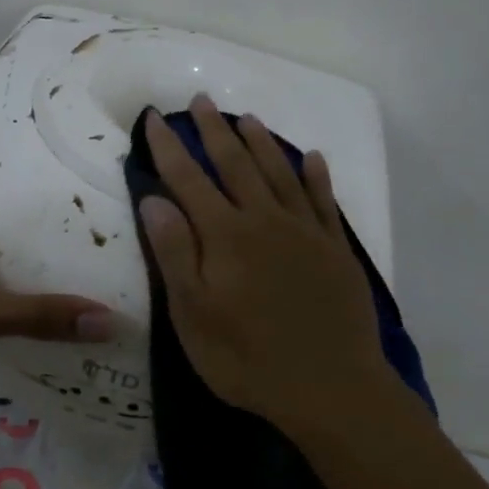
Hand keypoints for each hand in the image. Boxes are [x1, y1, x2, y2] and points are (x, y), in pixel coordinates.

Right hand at [138, 96, 393, 438]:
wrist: (330, 387)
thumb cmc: (248, 358)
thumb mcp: (193, 315)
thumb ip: (176, 253)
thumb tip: (155, 199)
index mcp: (224, 236)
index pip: (188, 180)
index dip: (167, 148)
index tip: (153, 118)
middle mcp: (264, 220)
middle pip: (235, 164)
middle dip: (214, 131)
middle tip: (201, 101)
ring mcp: (304, 231)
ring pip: (279, 172)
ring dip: (261, 143)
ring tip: (246, 118)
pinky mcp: (335, 249)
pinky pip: (323, 200)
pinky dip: (316, 175)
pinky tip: (313, 158)